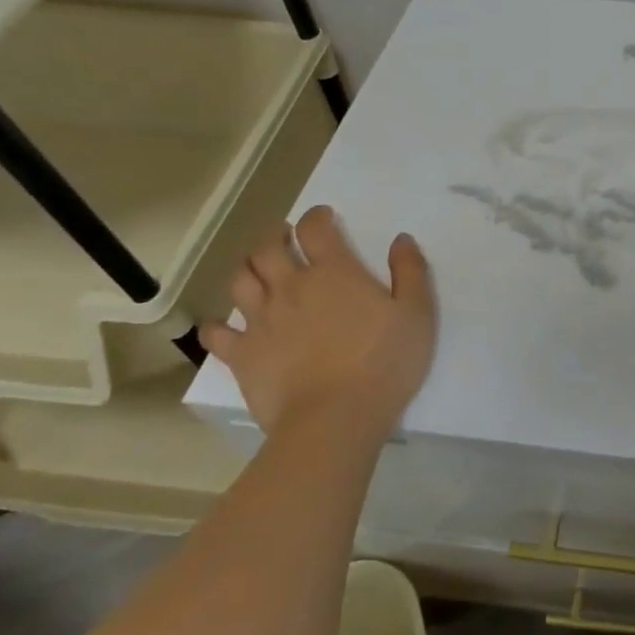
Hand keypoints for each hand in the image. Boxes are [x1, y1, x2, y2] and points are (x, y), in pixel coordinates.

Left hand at [200, 205, 437, 438]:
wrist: (336, 418)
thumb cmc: (385, 362)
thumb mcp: (417, 313)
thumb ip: (410, 272)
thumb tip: (401, 239)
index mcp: (334, 273)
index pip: (316, 229)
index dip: (318, 216)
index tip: (324, 216)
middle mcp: (291, 287)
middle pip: (268, 248)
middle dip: (274, 235)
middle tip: (283, 236)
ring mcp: (261, 321)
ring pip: (240, 280)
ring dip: (247, 267)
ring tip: (256, 269)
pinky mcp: (242, 355)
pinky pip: (218, 333)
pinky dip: (218, 324)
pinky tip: (224, 325)